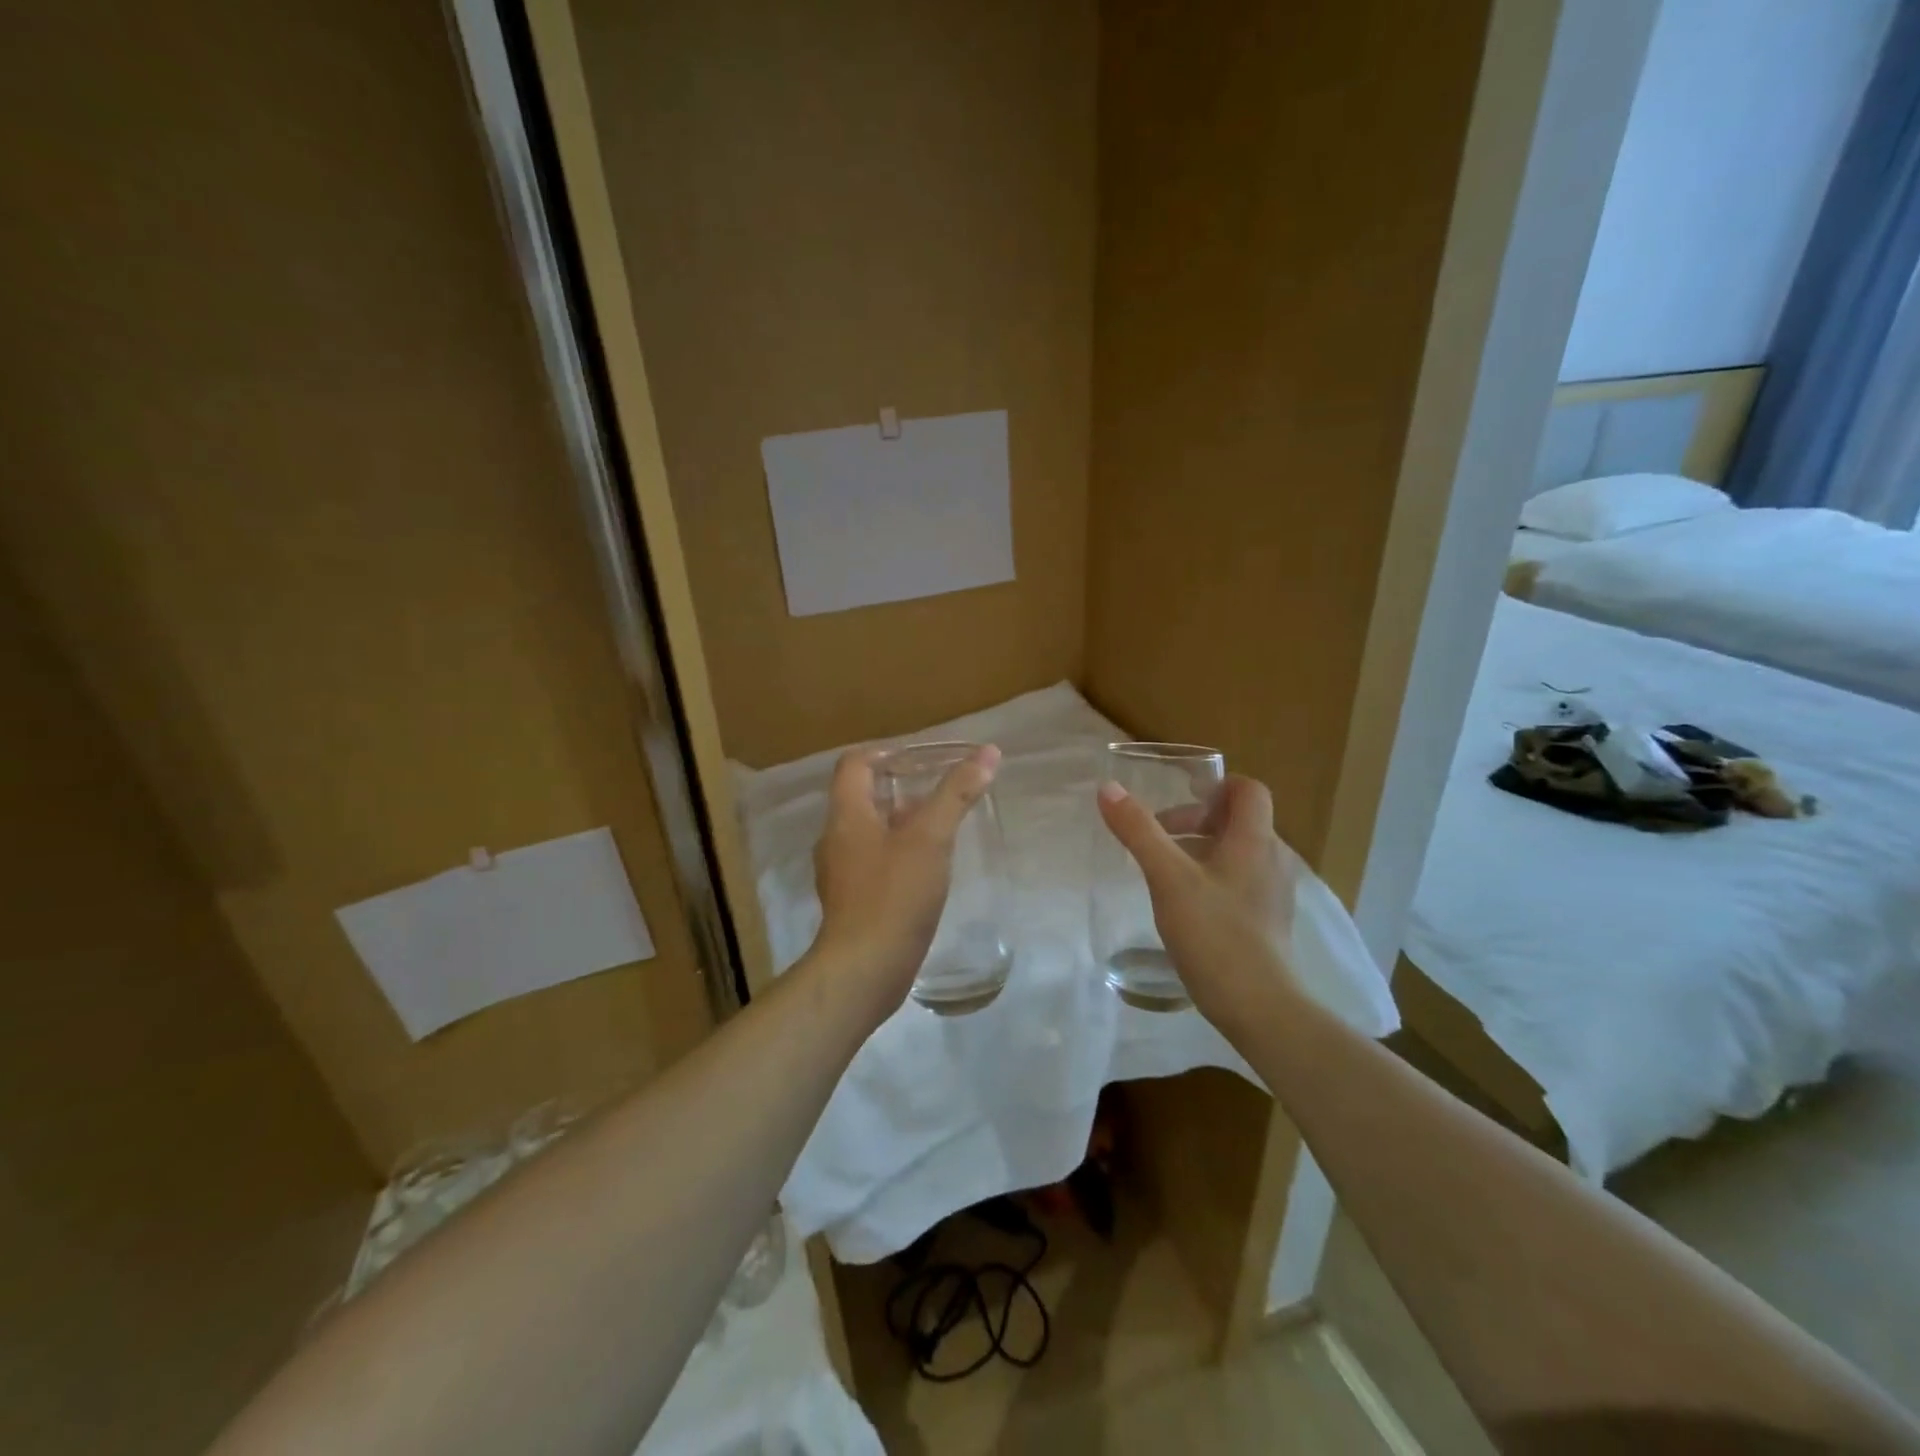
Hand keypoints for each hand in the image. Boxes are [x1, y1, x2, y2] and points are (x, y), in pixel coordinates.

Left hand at [811, 744, 1001, 1016]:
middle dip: (900, 787)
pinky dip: (899, 851)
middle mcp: (836, 839)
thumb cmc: (894, 895)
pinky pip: (874, 862)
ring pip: (870, 831)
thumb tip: (987, 752)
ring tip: (940, 823)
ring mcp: (841, 873)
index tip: (922, 758)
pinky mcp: (853, 901)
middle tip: (940, 787)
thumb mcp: (931, 838)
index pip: (854, 763)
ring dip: (901, 821)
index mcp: (846, 815)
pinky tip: (928, 866)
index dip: (885, 752)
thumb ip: (956, 793)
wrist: (864, 970)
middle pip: (863, 796)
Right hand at [1096, 774, 1297, 1028]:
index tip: (1178, 801)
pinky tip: (1187, 906)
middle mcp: (1273, 859)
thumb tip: (1108, 788)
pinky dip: (1213, 877)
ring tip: (1166, 872)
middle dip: (1197, 820)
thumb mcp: (1167, 878)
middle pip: (1239, 820)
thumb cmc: (1215, 934)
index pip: (1247, 790)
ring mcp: (1274, 893)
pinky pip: (1242, 881)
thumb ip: (1139, 832)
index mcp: (1255, 841)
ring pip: (1239, 852)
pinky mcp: (1269, 921)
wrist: (1259, 1007)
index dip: (1214, 787)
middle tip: (1159, 839)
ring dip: (1203, 849)